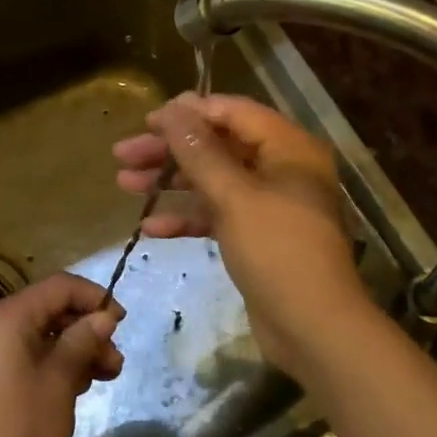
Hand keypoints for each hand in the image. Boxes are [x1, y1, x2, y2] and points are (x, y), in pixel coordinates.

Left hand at [0, 273, 124, 436]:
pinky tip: (73, 389)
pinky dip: (49, 365)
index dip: (94, 298)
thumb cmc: (17, 430)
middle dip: (86, 331)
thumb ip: (82, 342)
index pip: (59, 287)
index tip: (121, 323)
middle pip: (48, 311)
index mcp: (6, 317)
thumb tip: (102, 318)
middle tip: (115, 362)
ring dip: (72, 351)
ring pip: (37, 337)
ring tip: (102, 378)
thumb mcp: (59, 383)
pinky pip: (21, 357)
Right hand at [112, 94, 377, 377]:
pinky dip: (187, 217)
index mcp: (288, 147)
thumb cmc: (277, 251)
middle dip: (170, 150)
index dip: (188, 114)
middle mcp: (281, 168)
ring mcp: (270, 204)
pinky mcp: (258, 236)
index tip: (146, 122)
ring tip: (124, 182)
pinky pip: (217, 214)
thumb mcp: (233, 196)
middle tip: (123, 154)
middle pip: (218, 145)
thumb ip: (200, 150)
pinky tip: (149, 228)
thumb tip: (175, 107)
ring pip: (213, 180)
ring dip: (171, 182)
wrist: (314, 329)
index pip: (232, 112)